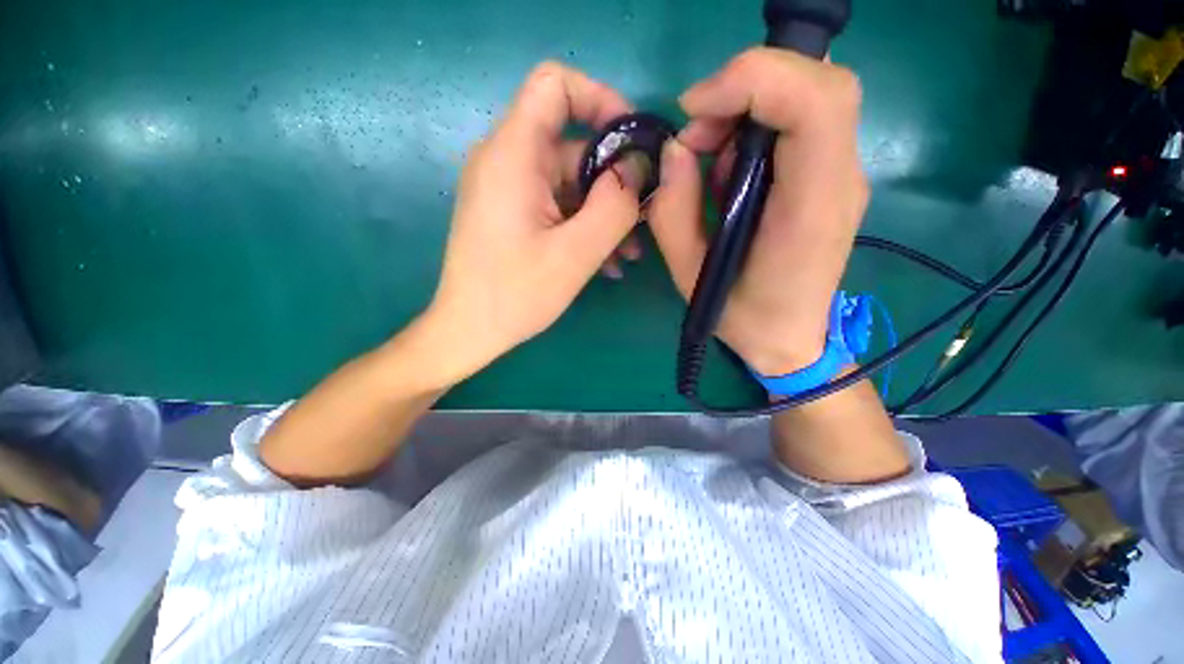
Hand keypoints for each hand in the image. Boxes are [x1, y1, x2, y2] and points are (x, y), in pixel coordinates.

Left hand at [422, 62, 641, 382]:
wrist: (469, 330)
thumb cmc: (515, 295)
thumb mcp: (576, 253)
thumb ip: (614, 204)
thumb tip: (635, 168)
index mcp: (513, 155)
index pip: (555, 85)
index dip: (600, 99)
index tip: (632, 143)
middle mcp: (506, 161)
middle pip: (571, 144)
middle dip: (613, 179)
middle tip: (642, 219)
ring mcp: (508, 190)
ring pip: (569, 182)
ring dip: (603, 212)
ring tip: (628, 253)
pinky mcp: (512, 213)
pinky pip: (556, 205)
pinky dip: (583, 225)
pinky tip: (605, 261)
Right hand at [649, 48, 867, 375]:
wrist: (790, 339)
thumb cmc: (740, 316)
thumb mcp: (689, 275)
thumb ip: (673, 212)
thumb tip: (675, 150)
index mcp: (808, 210)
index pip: (814, 104)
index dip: (752, 82)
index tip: (693, 112)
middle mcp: (840, 181)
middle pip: (821, 84)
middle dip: (747, 88)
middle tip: (697, 134)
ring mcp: (842, 176)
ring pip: (812, 95)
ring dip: (748, 108)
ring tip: (708, 158)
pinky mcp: (831, 178)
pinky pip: (803, 122)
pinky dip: (758, 126)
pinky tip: (731, 173)